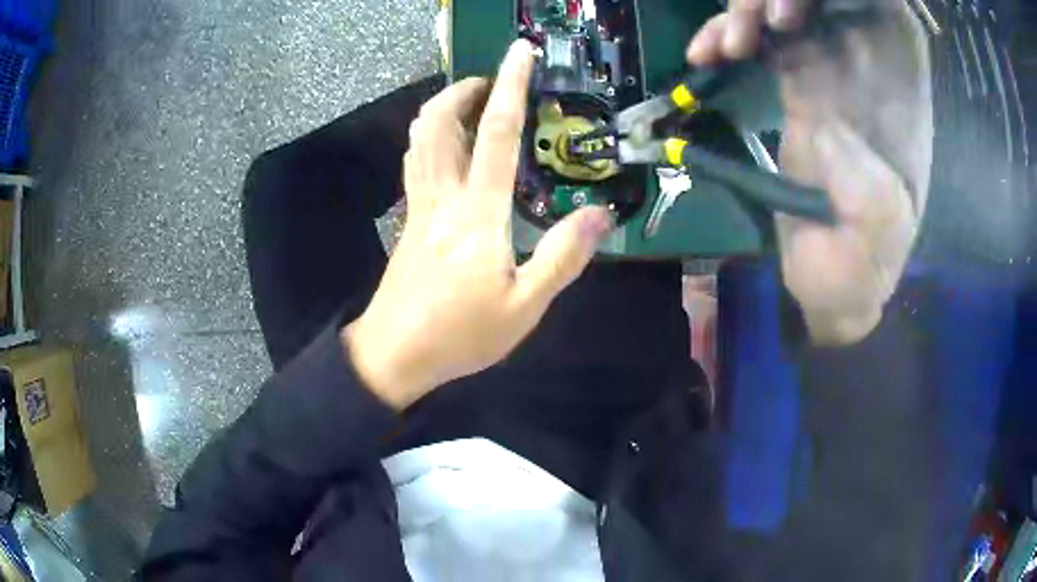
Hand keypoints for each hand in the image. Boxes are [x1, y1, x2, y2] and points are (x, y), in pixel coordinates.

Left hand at [343, 41, 612, 408]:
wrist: (395, 353)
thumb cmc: (461, 334)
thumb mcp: (525, 307)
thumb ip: (563, 257)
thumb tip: (599, 214)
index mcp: (479, 213)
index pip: (498, 133)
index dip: (513, 87)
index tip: (520, 52)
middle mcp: (444, 196)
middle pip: (441, 123)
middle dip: (463, 90)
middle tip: (491, 83)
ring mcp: (419, 206)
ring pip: (419, 139)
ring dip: (441, 109)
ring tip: (469, 103)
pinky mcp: (408, 220)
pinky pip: (414, 162)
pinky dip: (427, 138)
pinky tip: (443, 145)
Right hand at [688, 0, 932, 344]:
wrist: (833, 282)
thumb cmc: (863, 268)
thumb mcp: (879, 237)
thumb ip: (867, 184)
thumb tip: (825, 126)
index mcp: (898, 98)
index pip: (885, 13)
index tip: (806, 10)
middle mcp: (865, 74)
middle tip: (759, 24)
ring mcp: (827, 75)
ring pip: (785, 8)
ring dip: (747, 11)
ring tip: (727, 47)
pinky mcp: (795, 88)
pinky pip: (761, 38)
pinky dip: (727, 35)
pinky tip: (706, 56)